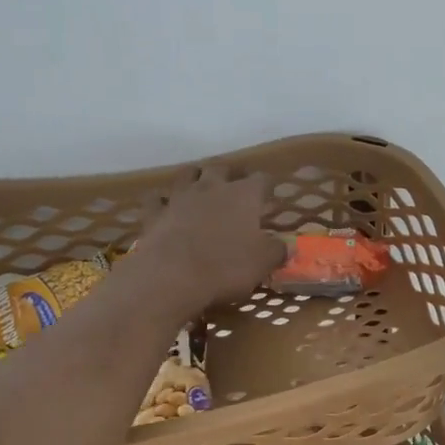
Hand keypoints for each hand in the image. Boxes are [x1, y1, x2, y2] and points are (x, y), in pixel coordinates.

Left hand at [134, 167, 286, 312]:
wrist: (172, 276)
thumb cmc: (226, 267)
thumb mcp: (262, 263)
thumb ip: (277, 251)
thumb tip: (289, 246)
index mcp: (243, 195)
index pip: (261, 180)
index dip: (266, 186)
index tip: (269, 195)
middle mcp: (212, 187)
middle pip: (221, 168)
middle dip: (230, 174)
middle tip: (236, 185)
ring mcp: (180, 198)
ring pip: (188, 174)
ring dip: (196, 177)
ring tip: (201, 185)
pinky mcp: (155, 214)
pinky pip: (157, 199)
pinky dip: (162, 200)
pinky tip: (165, 206)